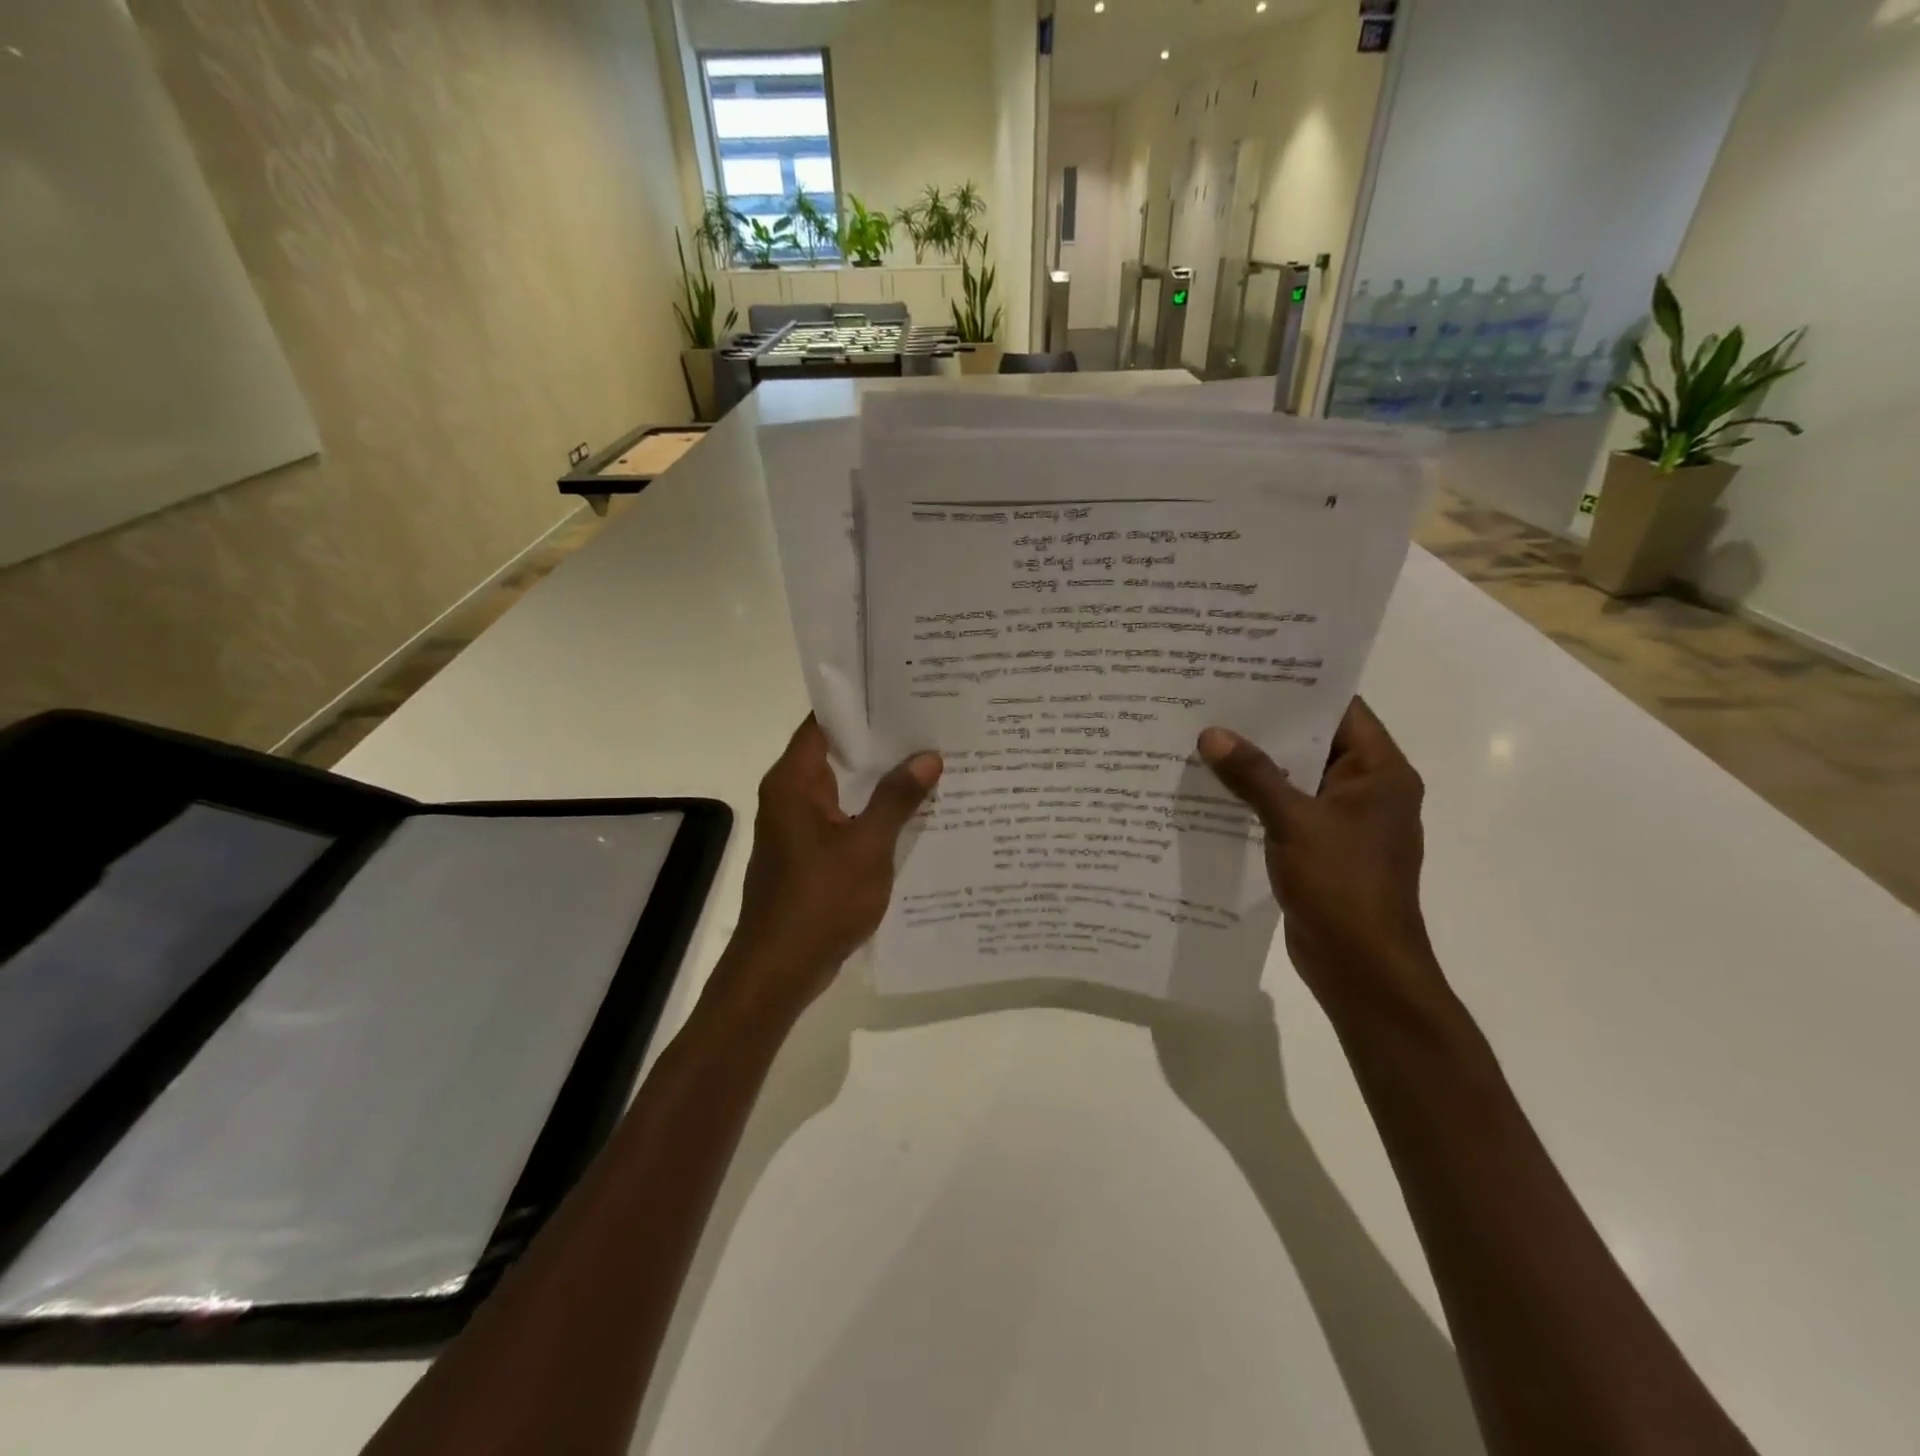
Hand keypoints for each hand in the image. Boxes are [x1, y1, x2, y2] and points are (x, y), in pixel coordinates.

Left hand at [717, 717, 940, 1019]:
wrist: (779, 970)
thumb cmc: (820, 902)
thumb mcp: (868, 847)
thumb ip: (897, 799)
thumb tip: (928, 756)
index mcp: (793, 782)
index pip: (824, 722)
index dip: (861, 705)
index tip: (902, 690)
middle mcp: (791, 795)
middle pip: (835, 752)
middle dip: (879, 740)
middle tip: (929, 722)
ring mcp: (799, 825)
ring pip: (842, 787)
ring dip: (878, 777)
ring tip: (929, 758)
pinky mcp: (809, 852)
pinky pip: (844, 817)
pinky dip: (872, 809)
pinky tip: (911, 809)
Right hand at [1198, 698, 1442, 1020]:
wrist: (1362, 968)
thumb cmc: (1342, 886)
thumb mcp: (1294, 822)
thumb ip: (1253, 776)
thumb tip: (1212, 734)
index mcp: (1380, 772)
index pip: (1341, 709)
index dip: (1298, 686)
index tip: (1249, 668)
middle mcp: (1366, 789)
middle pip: (1314, 741)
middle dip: (1266, 724)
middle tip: (1214, 698)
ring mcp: (1344, 821)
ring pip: (1296, 776)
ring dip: (1257, 763)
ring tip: (1204, 736)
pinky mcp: (1321, 847)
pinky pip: (1286, 808)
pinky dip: (1257, 798)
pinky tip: (1214, 788)